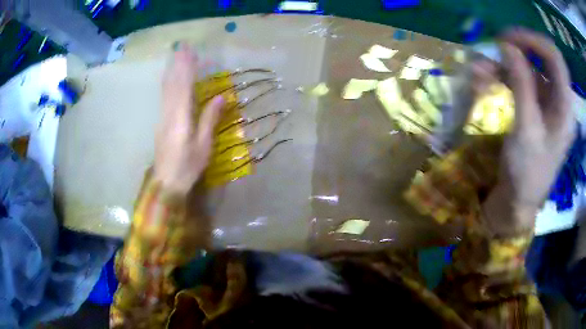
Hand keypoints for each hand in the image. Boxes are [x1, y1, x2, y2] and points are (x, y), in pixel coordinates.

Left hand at [154, 43, 224, 194]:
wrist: (167, 182)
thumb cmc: (188, 166)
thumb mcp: (203, 146)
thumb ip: (210, 119)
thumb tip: (220, 97)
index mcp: (181, 118)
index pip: (185, 87)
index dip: (188, 68)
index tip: (191, 52)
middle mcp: (170, 113)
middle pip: (173, 84)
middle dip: (178, 64)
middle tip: (182, 47)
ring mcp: (163, 117)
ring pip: (166, 89)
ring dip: (171, 71)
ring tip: (175, 56)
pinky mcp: (161, 122)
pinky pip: (164, 97)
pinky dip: (168, 83)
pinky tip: (169, 78)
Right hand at [484, 29, 574, 234]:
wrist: (518, 202)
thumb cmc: (527, 172)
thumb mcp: (526, 129)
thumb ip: (521, 84)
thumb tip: (507, 46)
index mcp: (565, 108)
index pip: (555, 58)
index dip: (534, 41)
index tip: (508, 38)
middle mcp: (560, 101)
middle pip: (544, 59)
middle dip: (521, 49)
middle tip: (497, 47)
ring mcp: (549, 105)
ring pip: (531, 69)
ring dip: (508, 64)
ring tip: (482, 68)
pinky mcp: (537, 110)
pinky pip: (523, 83)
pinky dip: (506, 77)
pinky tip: (487, 79)